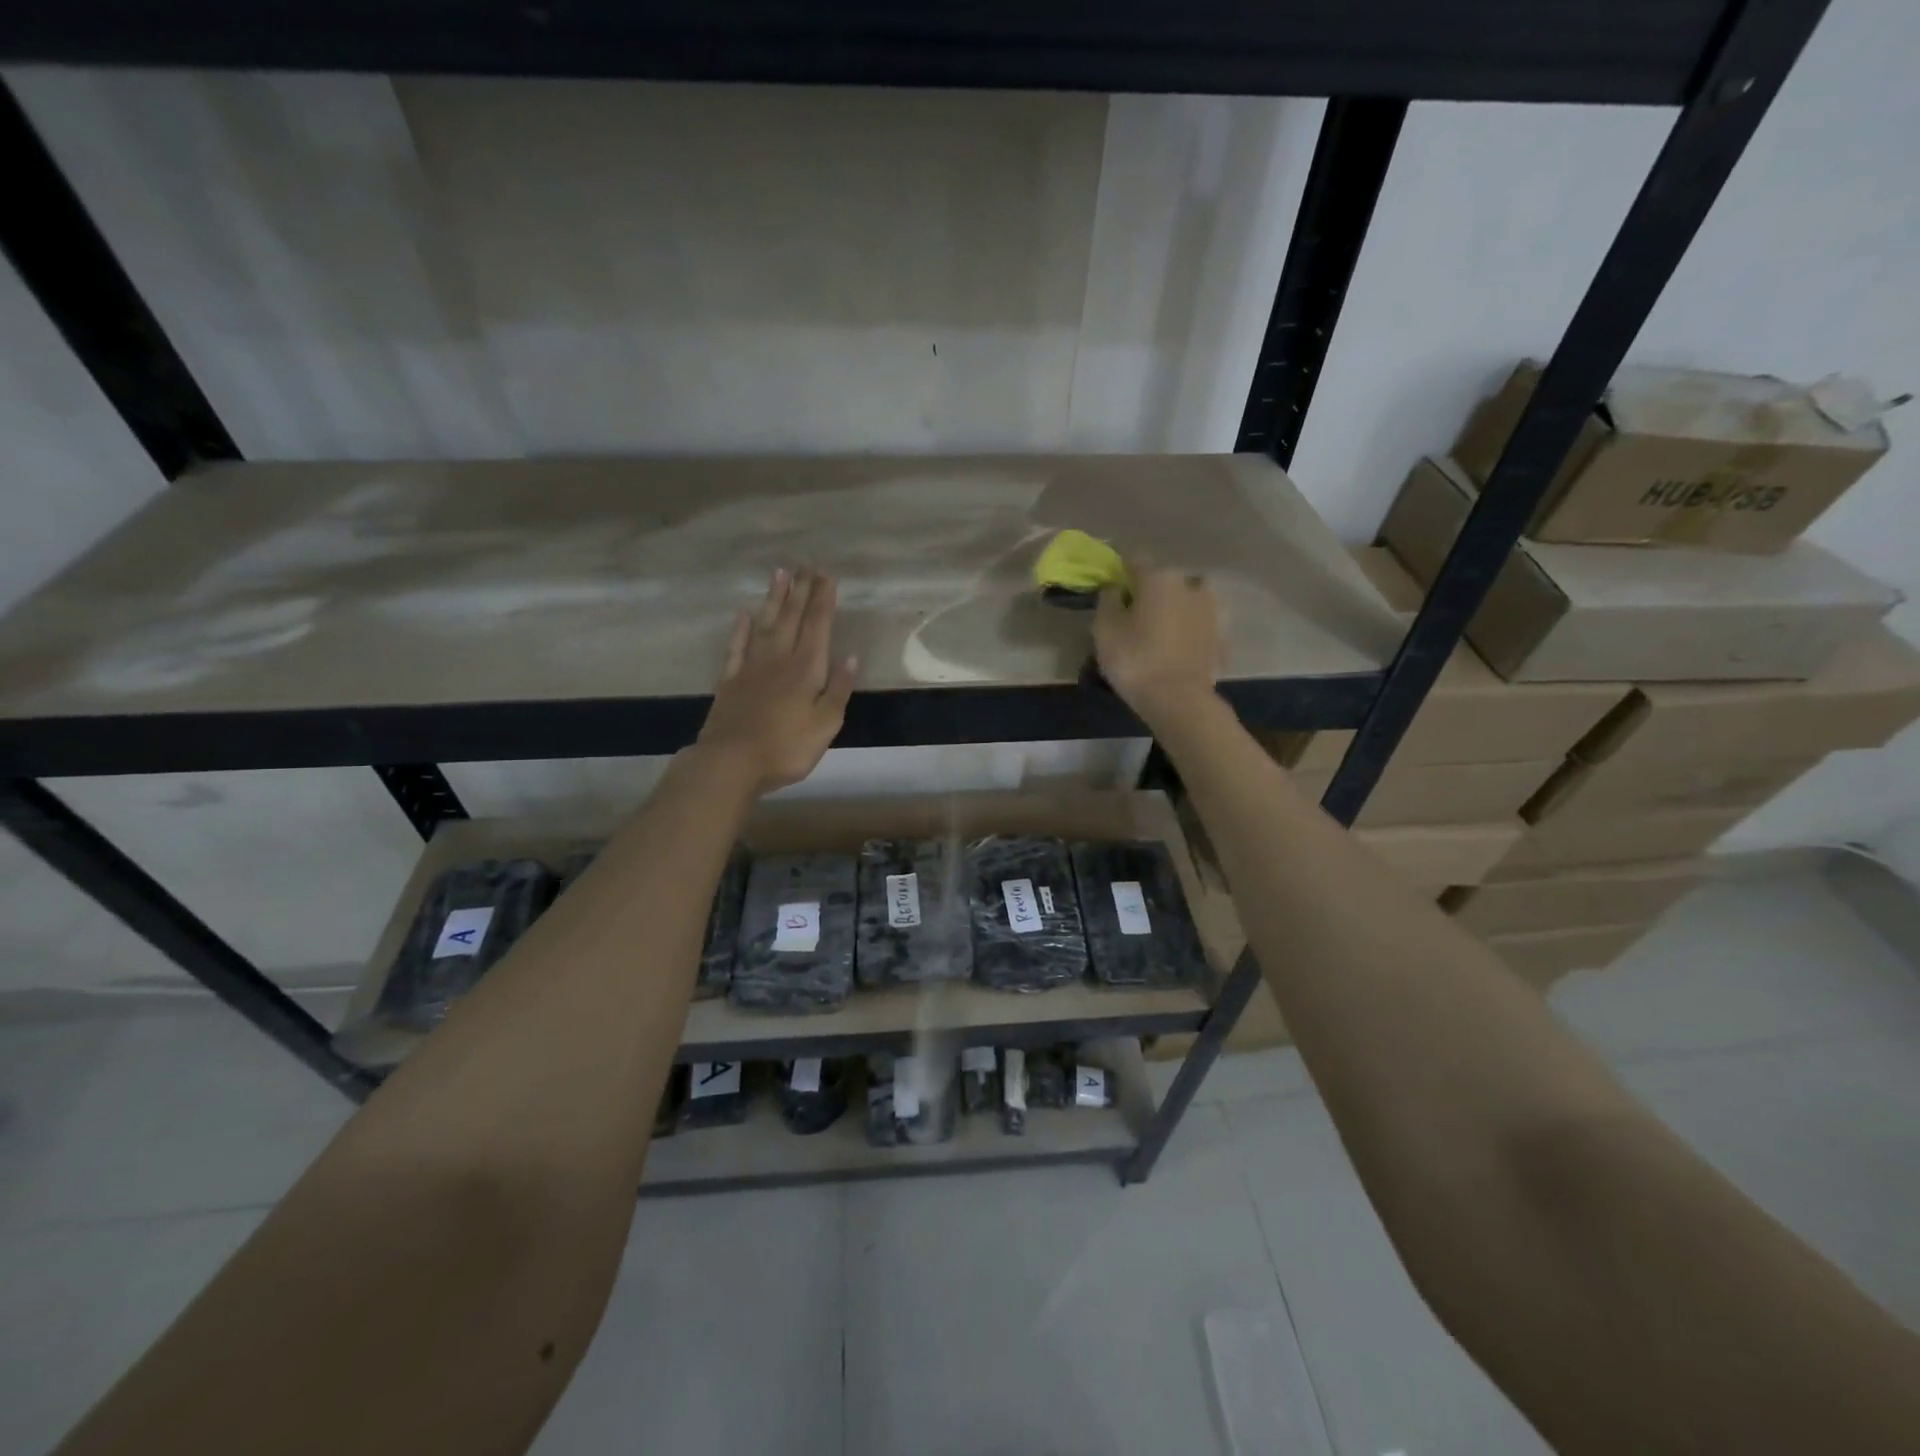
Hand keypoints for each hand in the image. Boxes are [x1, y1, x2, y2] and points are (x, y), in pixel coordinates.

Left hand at [696, 568, 857, 793]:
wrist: (731, 762)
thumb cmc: (786, 747)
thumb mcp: (826, 724)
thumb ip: (838, 689)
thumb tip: (851, 656)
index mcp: (806, 669)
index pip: (818, 627)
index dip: (823, 600)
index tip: (827, 576)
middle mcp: (779, 659)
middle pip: (792, 618)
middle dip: (802, 591)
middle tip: (807, 565)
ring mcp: (751, 668)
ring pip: (765, 625)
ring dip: (774, 599)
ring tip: (780, 574)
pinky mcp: (730, 681)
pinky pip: (737, 647)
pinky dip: (740, 629)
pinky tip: (743, 613)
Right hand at [1094, 564, 1223, 728]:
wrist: (1179, 699)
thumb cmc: (1135, 660)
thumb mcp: (1105, 629)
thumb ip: (1108, 600)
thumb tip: (1115, 587)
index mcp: (1159, 577)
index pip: (1135, 561)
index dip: (1121, 573)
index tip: (1112, 590)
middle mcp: (1190, 584)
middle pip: (1164, 580)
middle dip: (1150, 592)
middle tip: (1135, 616)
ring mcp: (1211, 609)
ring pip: (1186, 600)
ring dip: (1174, 609)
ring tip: (1160, 632)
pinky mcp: (1221, 635)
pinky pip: (1199, 625)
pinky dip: (1189, 631)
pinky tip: (1178, 648)